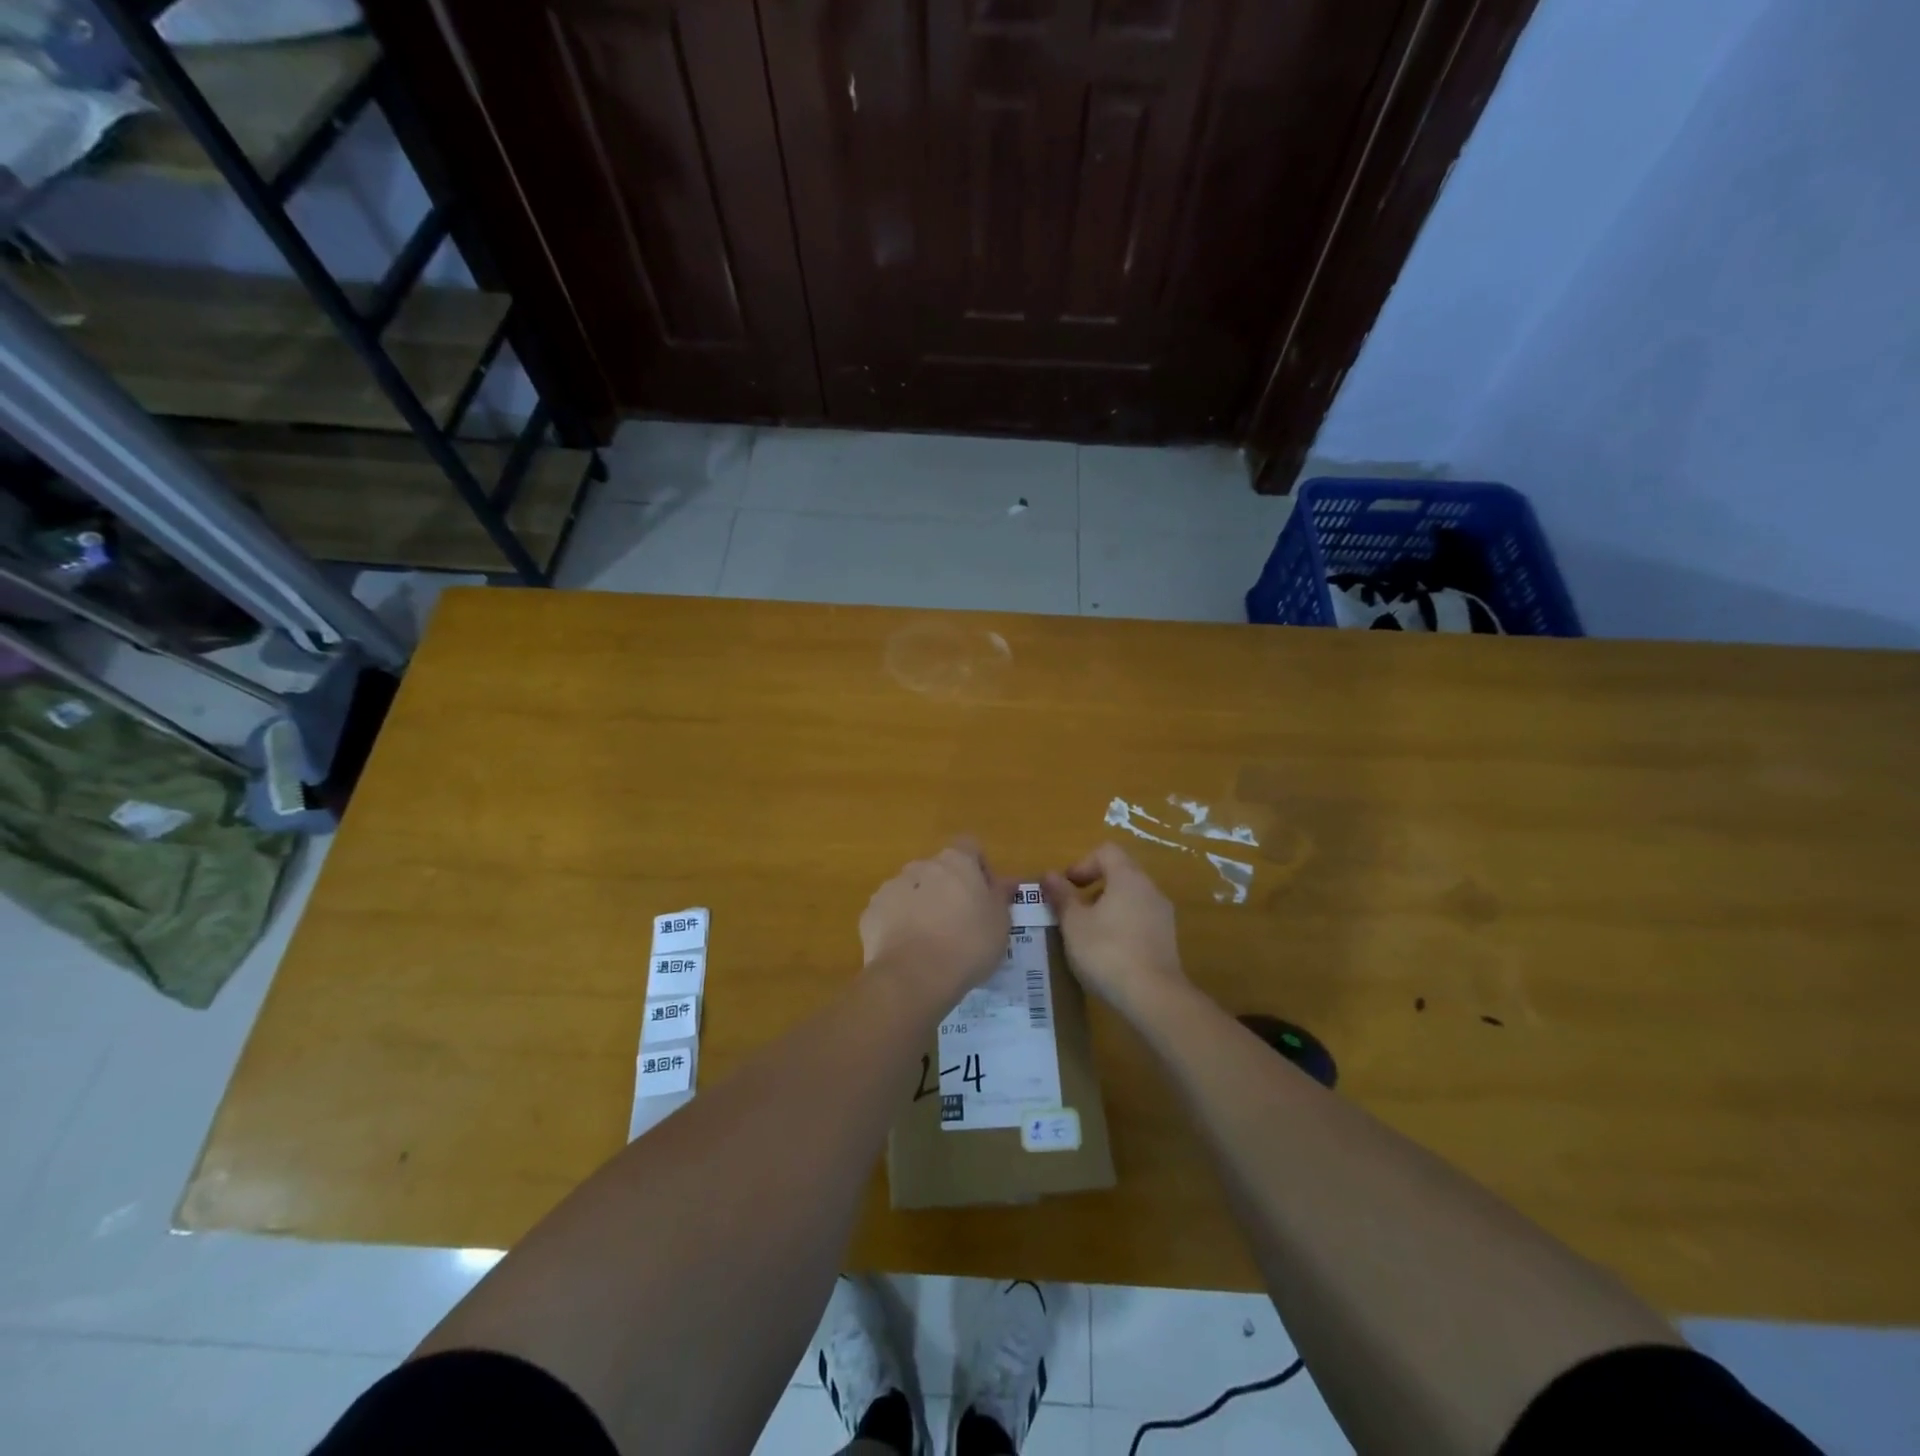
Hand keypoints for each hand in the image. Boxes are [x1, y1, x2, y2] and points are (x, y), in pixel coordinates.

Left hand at [860, 837, 1014, 997]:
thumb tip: (1004, 883)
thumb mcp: (1000, 923)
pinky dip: (899, 926)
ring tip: (932, 943)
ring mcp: (891, 887)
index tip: (984, 895)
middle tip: (960, 923)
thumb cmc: (968, 944)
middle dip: (948, 890)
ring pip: (912, 891)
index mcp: (955, 861)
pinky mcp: (871, 912)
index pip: (970, 847)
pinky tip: (909, 953)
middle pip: (938, 870)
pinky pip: (890, 913)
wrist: (914, 975)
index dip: (979, 867)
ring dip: (922, 907)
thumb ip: (1000, 897)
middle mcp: (920, 865)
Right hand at [1042, 844, 1184, 1018]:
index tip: (1067, 887)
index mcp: (1128, 878)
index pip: (1106, 851)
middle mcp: (1150, 889)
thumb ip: (1061, 896)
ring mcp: (1163, 915)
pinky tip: (1107, 953)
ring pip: (1130, 898)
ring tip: (1087, 934)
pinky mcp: (1167, 940)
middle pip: (1120, 874)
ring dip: (1107, 908)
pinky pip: (1140, 920)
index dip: (1082, 864)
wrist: (1153, 997)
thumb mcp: (1073, 923)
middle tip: (1072, 911)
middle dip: (1092, 888)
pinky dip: (1122, 926)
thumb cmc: (1106, 951)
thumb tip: (1049, 875)